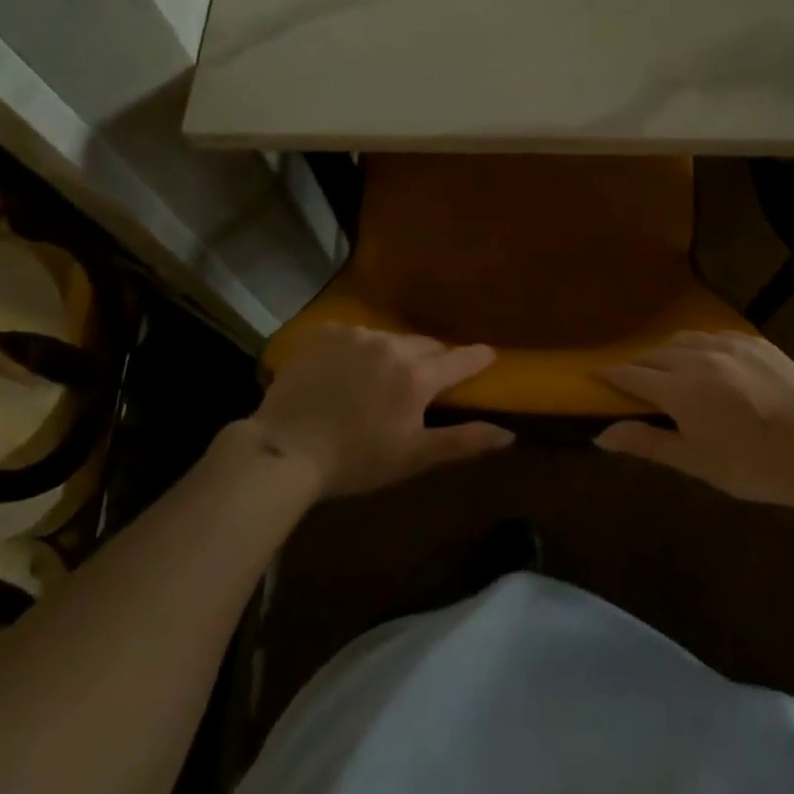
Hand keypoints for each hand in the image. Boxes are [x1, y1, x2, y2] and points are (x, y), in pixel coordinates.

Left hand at [250, 325, 513, 496]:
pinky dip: (357, 350)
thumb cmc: (354, 461)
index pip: (458, 359)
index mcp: (416, 376)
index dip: (476, 357)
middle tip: (426, 379)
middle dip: (432, 359)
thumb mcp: (412, 458)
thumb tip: (508, 434)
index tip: (488, 354)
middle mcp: (391, 345)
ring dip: (392, 354)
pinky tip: (344, 373)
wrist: (284, 449)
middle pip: (424, 345)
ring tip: (378, 379)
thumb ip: (462, 441)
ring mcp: (356, 334)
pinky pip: (353, 336)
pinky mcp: (325, 333)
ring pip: (388, 339)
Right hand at [595, 331, 793, 508]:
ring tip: (665, 368)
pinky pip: (713, 335)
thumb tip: (601, 435)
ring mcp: (728, 343)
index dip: (609, 375)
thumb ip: (647, 444)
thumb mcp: (697, 462)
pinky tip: (705, 360)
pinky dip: (697, 346)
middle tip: (631, 380)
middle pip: (654, 353)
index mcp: (680, 388)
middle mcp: (698, 356)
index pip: (632, 374)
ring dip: (666, 352)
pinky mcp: (753, 341)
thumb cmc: (754, 465)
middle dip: (637, 365)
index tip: (593, 374)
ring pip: (682, 339)